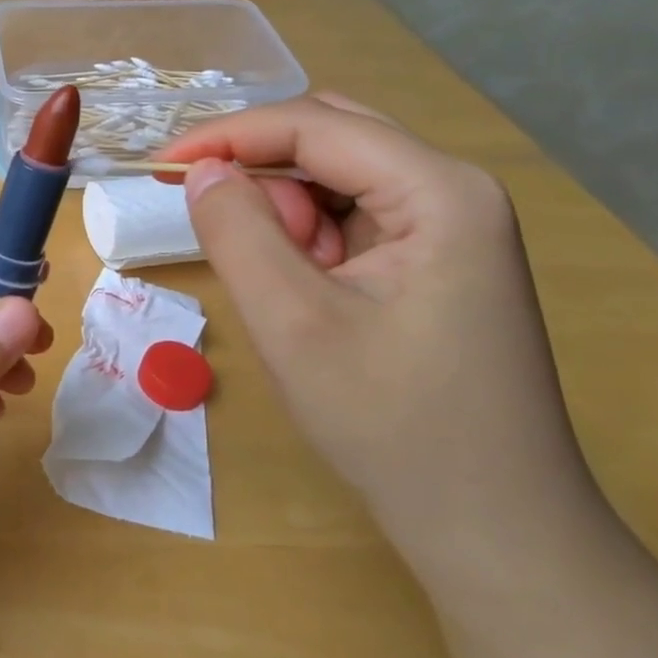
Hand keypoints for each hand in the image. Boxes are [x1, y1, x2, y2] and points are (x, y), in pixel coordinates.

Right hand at [161, 95, 600, 574]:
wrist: (497, 531)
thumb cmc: (395, 427)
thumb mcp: (293, 325)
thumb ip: (237, 232)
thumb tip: (200, 171)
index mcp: (440, 191)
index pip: (315, 126)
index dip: (229, 135)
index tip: (160, 166)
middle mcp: (454, 191)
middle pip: (332, 138)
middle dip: (259, 167)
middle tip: (205, 214)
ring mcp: (452, 227)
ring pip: (339, 178)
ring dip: (286, 209)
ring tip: (275, 279)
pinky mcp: (437, 261)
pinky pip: (354, 219)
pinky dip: (309, 238)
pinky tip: (303, 289)